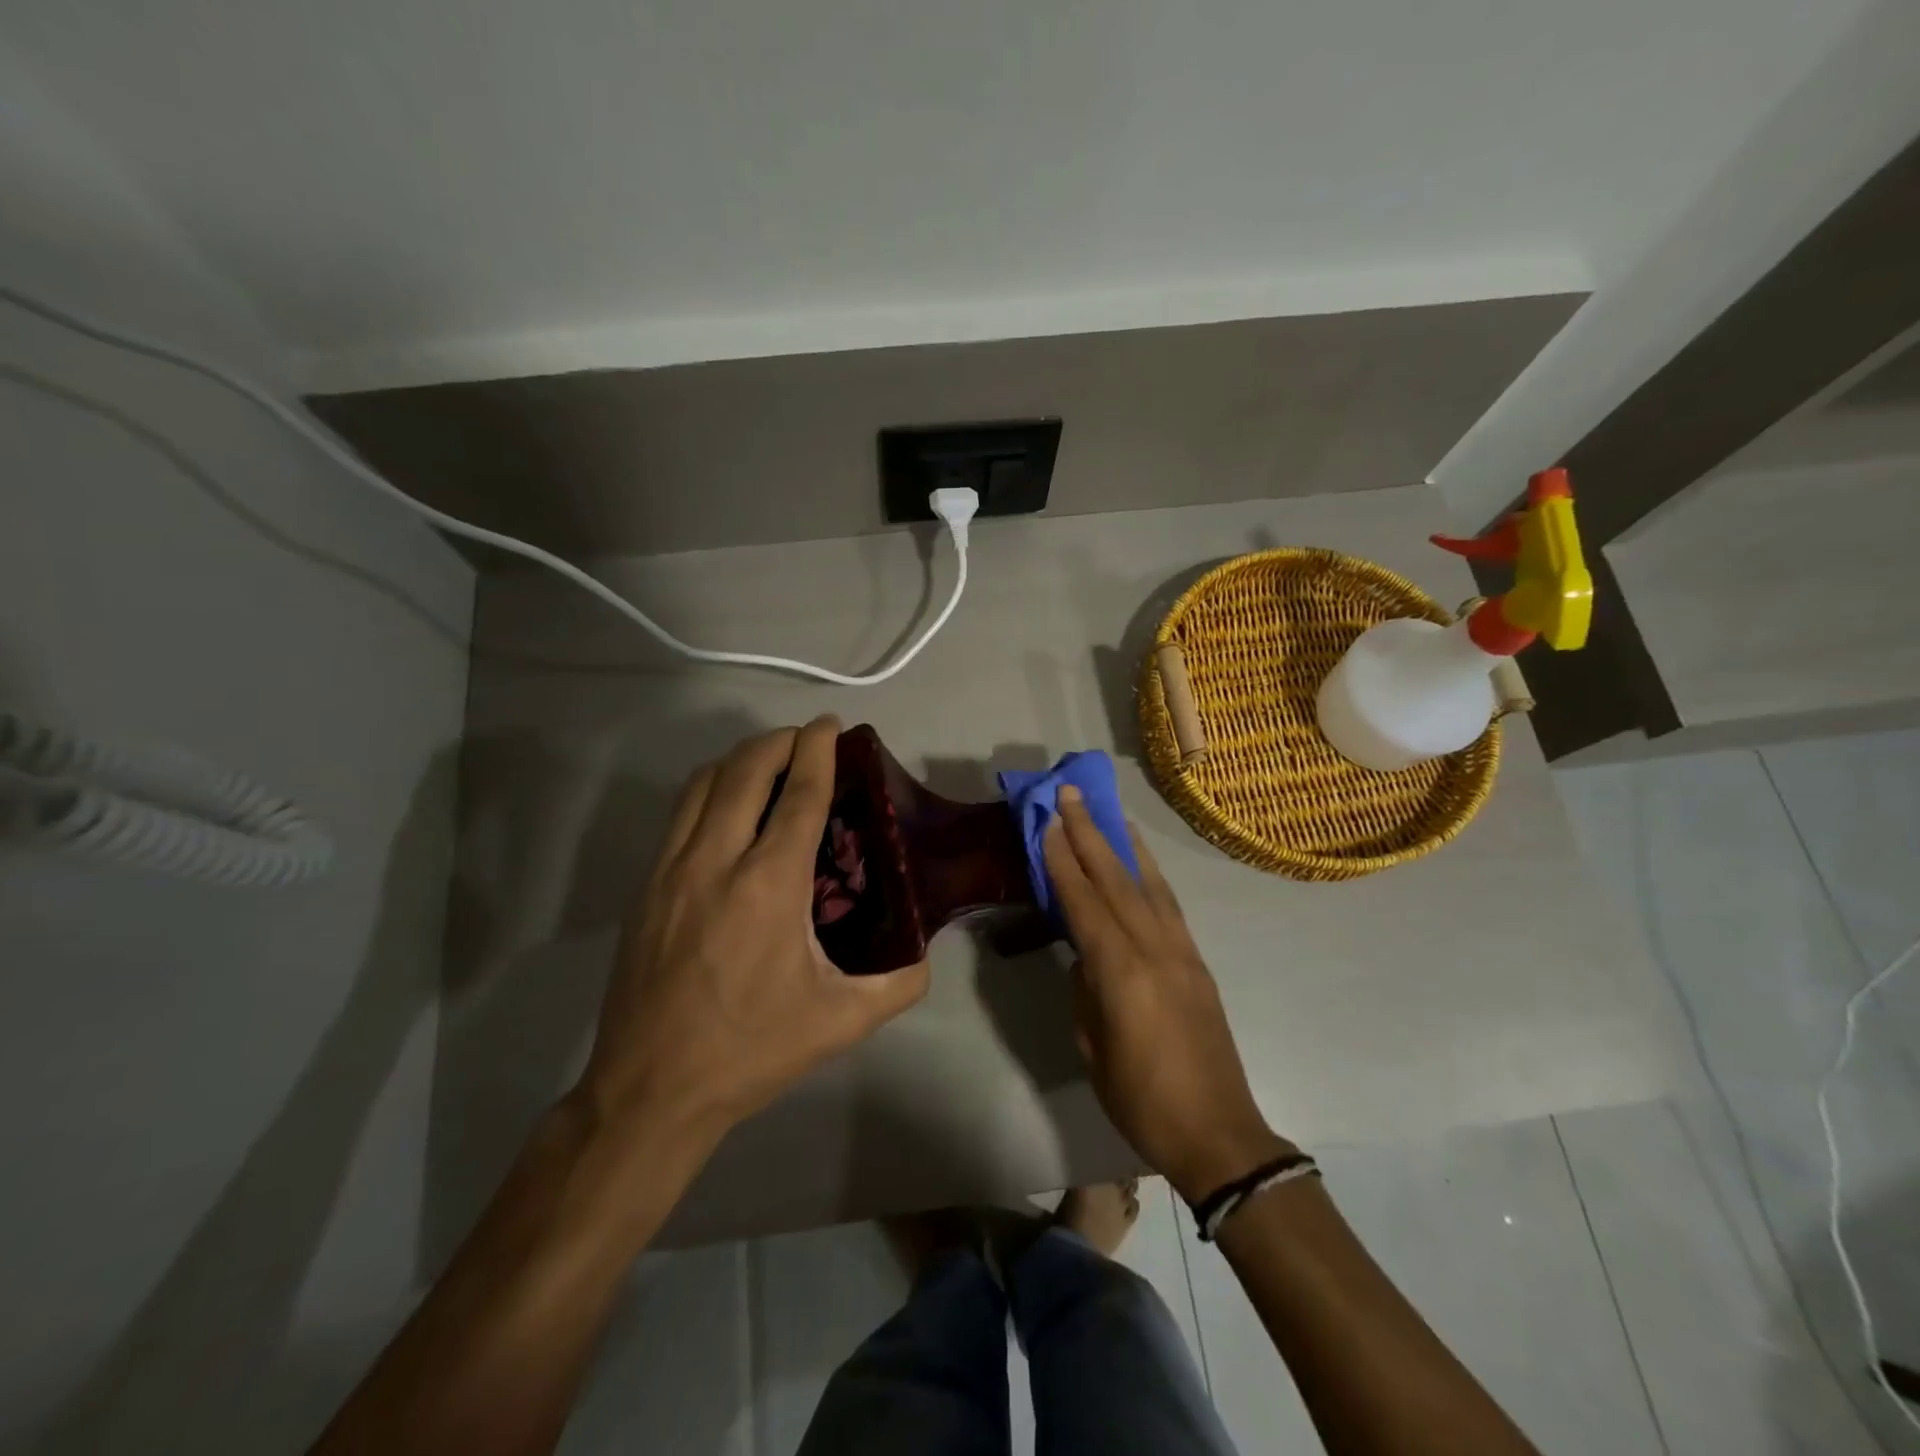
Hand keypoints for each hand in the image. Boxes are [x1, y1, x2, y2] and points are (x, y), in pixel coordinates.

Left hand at [577, 716, 929, 1142]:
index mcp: (769, 885)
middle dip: (780, 741)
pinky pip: (680, 812)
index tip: (832, 726)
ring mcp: (672, 870)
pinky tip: (729, 808)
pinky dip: (711, 788)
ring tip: (770, 763)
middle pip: (746, 770)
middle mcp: (716, 861)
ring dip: (741, 759)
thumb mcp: (840, 1022)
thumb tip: (925, 953)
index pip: (799, 794)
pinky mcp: (646, 886)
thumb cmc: (750, 1050)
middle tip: (807, 740)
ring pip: (704, 783)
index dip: (819, 751)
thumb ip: (898, 983)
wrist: (650, 1090)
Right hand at [1043, 786, 1291, 1201]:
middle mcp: (1154, 949)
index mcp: (1121, 973)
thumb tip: (1086, 953)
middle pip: (1116, 879)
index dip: (1063, 860)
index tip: (1048, 822)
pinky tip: (1140, 860)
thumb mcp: (1093, 1047)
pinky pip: (1168, 904)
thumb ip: (1086, 990)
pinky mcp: (1196, 961)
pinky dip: (1151, 873)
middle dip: (1090, 832)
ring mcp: (1181, 951)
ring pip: (1147, 883)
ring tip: (1107, 810)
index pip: (1084, 903)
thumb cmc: (1142, 1100)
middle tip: (1070, 793)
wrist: (1218, 1132)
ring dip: (1123, 843)